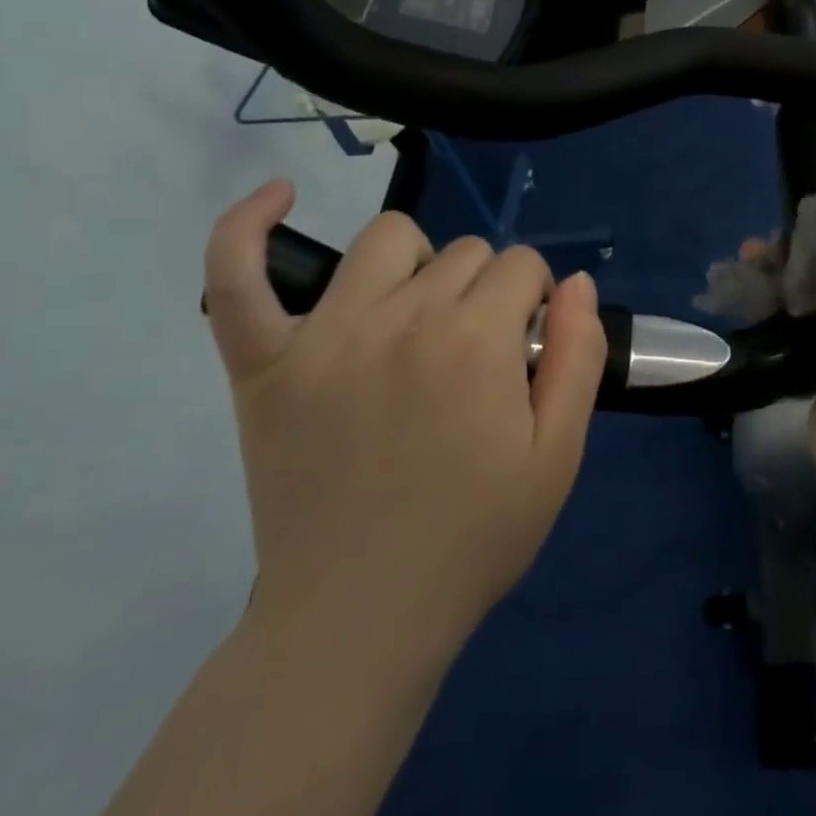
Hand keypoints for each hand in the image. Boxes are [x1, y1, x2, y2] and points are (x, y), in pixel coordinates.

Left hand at [202, 182, 607, 649]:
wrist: (360, 618)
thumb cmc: (473, 537)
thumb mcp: (559, 455)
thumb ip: (578, 355)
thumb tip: (574, 282)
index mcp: (474, 340)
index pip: (523, 266)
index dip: (536, 303)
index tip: (527, 352)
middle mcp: (401, 317)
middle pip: (465, 252)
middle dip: (489, 291)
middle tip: (478, 360)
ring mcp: (324, 334)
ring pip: (387, 239)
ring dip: (420, 264)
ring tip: (419, 316)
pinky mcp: (263, 363)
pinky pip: (237, 274)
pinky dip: (249, 226)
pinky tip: (279, 196)